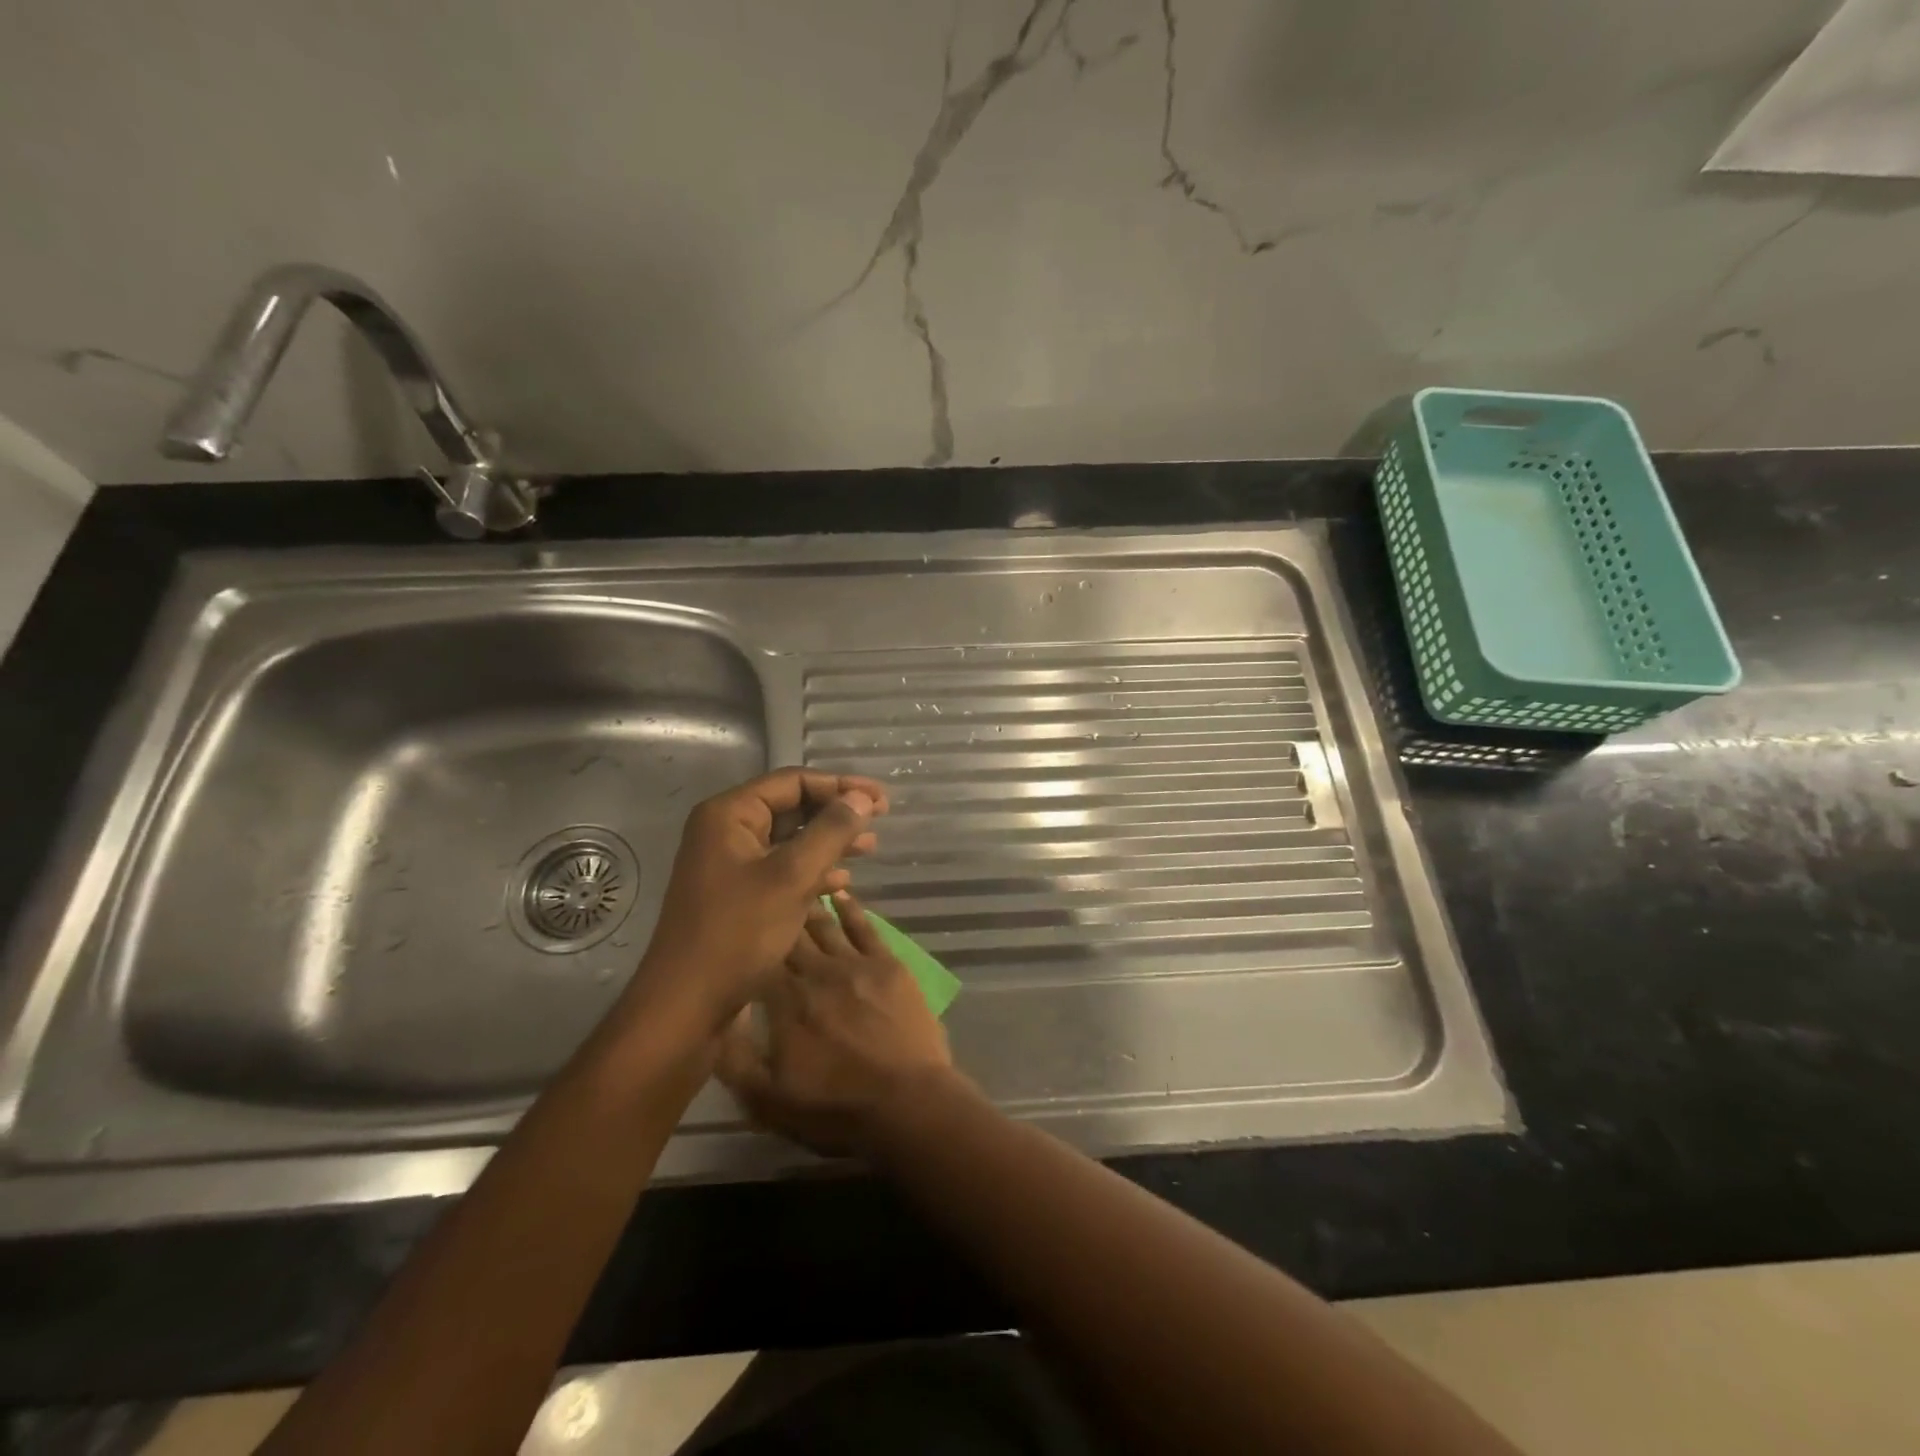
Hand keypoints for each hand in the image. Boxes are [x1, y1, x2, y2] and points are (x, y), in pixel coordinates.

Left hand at [635, 769, 888, 1027]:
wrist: (686, 1006)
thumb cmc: (738, 934)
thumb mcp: (792, 877)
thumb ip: (830, 832)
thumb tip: (862, 798)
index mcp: (730, 815)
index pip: (794, 781)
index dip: (841, 786)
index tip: (882, 800)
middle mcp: (726, 831)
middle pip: (792, 807)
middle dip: (837, 813)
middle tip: (880, 820)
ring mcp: (730, 864)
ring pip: (790, 839)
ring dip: (830, 841)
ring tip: (870, 847)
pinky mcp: (738, 894)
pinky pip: (782, 868)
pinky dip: (813, 870)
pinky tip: (841, 882)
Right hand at [717, 891, 960, 1156]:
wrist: (907, 1103)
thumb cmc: (836, 1107)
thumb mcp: (767, 1101)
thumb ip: (733, 1058)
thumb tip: (716, 1015)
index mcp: (783, 1002)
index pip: (758, 960)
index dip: (747, 940)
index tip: (736, 922)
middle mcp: (815, 973)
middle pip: (790, 936)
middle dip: (777, 915)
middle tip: (765, 892)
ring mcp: (854, 964)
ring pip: (825, 926)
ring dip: (810, 905)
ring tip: (797, 885)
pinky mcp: (887, 964)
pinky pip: (865, 928)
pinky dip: (852, 908)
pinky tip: (842, 893)